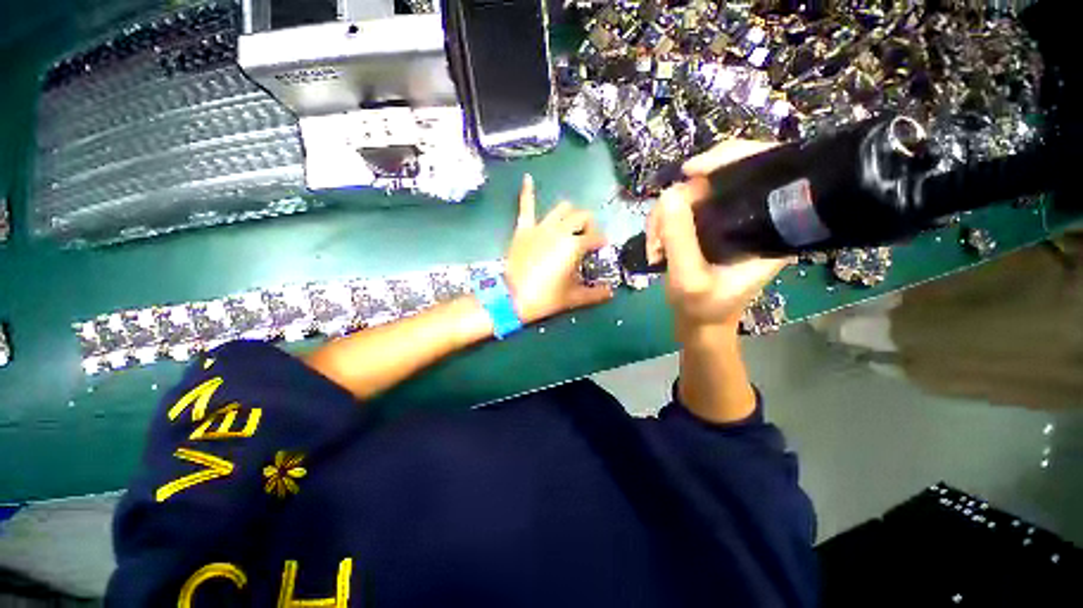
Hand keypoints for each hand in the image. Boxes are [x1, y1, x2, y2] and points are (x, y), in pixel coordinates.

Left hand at [504, 174, 613, 323]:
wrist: (513, 298)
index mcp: (575, 245)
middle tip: (588, 237)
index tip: (601, 248)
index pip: (595, 237)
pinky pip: (525, 206)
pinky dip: (527, 192)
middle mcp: (560, 230)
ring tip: (571, 222)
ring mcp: (541, 227)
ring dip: (570, 212)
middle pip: (582, 217)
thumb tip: (611, 292)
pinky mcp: (524, 229)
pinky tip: (528, 178)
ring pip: (561, 208)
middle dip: (590, 225)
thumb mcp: (574, 298)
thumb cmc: (546, 297)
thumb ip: (595, 294)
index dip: (601, 242)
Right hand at [646, 140, 790, 330]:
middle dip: (678, 202)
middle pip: (717, 178)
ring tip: (654, 248)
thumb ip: (680, 240)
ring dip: (663, 217)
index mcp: (770, 226)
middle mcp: (753, 215)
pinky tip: (655, 244)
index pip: (762, 167)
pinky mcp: (708, 225)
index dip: (727, 158)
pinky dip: (662, 222)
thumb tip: (669, 196)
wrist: (700, 321)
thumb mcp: (689, 280)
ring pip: (692, 193)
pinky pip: (681, 208)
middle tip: (657, 235)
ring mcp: (728, 218)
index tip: (689, 172)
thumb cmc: (703, 308)